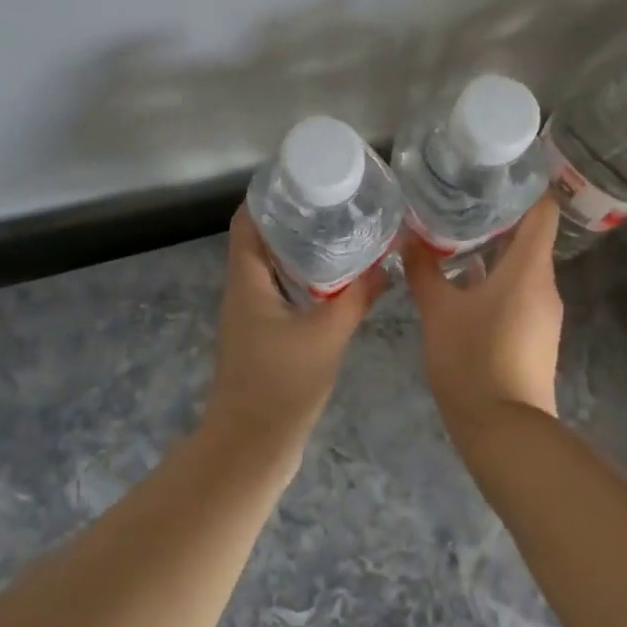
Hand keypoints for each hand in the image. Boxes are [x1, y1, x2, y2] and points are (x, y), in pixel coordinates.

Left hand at [207, 206, 384, 454]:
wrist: (252, 446)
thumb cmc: (281, 384)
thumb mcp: (326, 335)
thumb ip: (356, 298)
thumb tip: (385, 265)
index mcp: (246, 281)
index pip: (247, 221)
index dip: (268, 196)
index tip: (302, 180)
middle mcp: (242, 291)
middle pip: (260, 241)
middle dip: (293, 220)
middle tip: (333, 204)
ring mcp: (250, 316)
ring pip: (271, 269)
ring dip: (299, 251)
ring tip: (340, 235)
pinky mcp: (261, 337)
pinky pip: (280, 294)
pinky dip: (303, 281)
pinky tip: (335, 284)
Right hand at [406, 197, 563, 438]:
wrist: (503, 431)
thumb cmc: (472, 360)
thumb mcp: (439, 311)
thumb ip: (424, 271)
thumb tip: (409, 238)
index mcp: (529, 270)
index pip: (542, 212)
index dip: (524, 188)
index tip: (494, 173)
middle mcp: (544, 286)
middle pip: (530, 237)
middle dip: (496, 217)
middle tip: (458, 198)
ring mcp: (543, 313)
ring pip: (521, 266)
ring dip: (492, 250)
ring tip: (453, 234)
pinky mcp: (534, 335)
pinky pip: (518, 292)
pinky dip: (494, 278)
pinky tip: (461, 280)